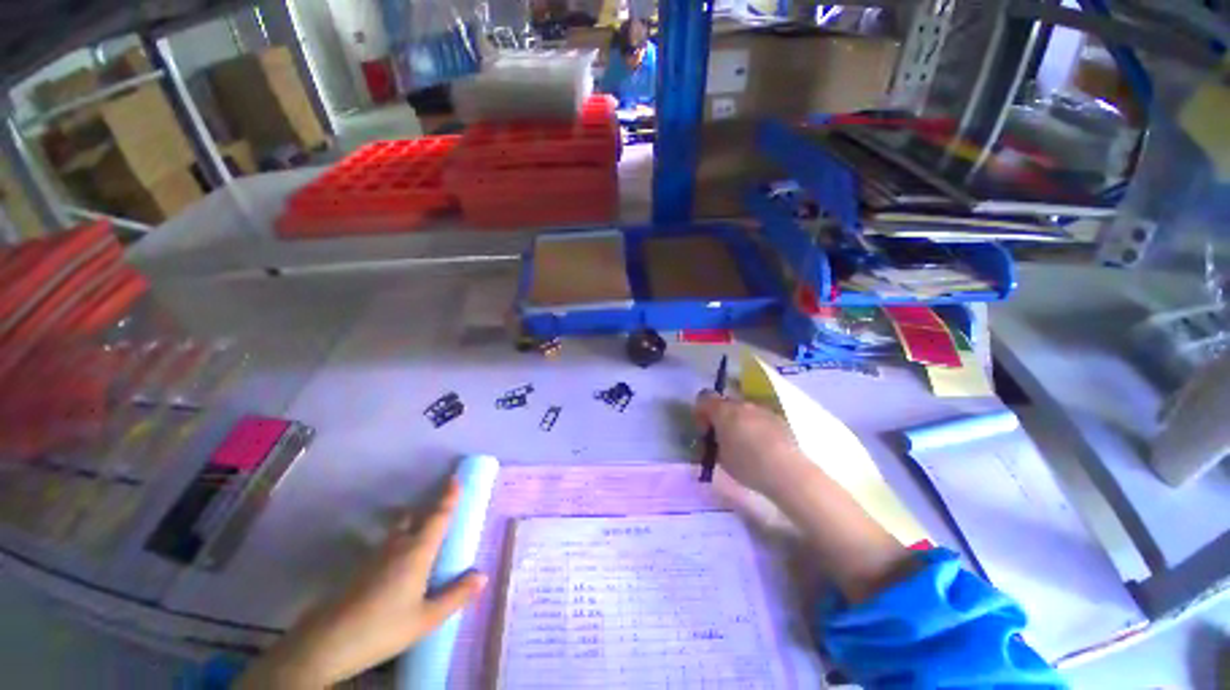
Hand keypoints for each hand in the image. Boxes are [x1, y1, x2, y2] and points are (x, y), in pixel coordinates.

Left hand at [237, 480, 485, 688]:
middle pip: (413, 517)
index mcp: (418, 551)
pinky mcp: (359, 570)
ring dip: (410, 525)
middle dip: (426, 510)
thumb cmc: (383, 628)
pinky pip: (385, 546)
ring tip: (419, 535)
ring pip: (396, 531)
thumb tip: (483, 576)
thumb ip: (456, 595)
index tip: (455, 477)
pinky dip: (396, 543)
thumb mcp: (426, 618)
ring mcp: (374, 557)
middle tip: (439, 510)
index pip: (438, 516)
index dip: (448, 496)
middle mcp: (397, 546)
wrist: (326, 644)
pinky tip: (395, 565)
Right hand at [694, 390, 810, 499]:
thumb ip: (714, 442)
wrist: (788, 471)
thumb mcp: (721, 457)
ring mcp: (762, 409)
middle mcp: (742, 404)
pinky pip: (759, 418)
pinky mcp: (778, 418)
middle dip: (720, 418)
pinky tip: (761, 446)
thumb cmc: (747, 464)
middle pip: (725, 403)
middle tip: (722, 439)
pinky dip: (755, 426)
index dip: (700, 412)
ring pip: (743, 410)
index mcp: (723, 410)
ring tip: (744, 444)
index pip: (704, 398)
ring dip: (738, 422)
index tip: (704, 431)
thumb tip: (715, 438)